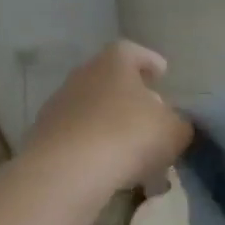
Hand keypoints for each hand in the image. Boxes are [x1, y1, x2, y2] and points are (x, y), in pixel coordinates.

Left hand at [26, 42, 192, 193]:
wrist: (66, 172)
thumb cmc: (128, 136)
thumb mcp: (174, 131)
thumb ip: (180, 124)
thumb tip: (175, 125)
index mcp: (114, 63)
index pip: (132, 51)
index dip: (149, 61)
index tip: (162, 74)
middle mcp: (83, 77)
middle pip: (111, 81)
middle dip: (133, 97)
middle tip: (153, 116)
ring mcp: (59, 107)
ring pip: (95, 111)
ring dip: (114, 125)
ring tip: (136, 152)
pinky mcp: (44, 138)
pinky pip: (80, 138)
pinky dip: (97, 148)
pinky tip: (113, 170)